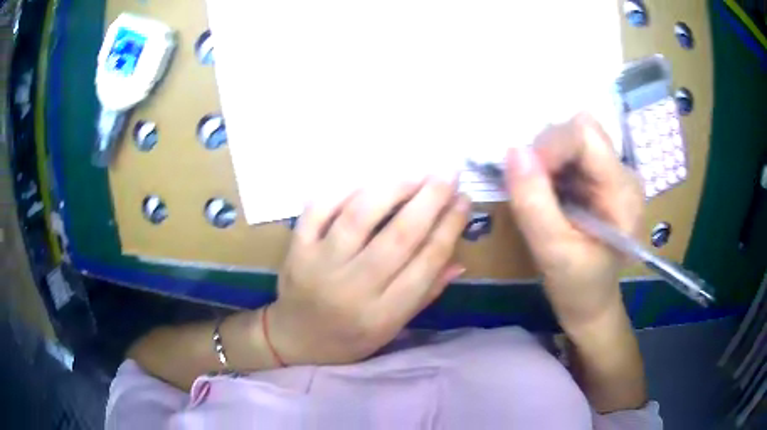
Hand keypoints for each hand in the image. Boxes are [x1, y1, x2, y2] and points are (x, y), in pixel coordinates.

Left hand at [268, 177, 469, 365]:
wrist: (296, 338)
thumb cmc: (349, 338)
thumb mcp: (393, 328)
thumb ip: (425, 293)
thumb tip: (459, 259)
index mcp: (383, 314)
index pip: (426, 263)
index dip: (450, 227)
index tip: (464, 199)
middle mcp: (353, 288)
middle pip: (399, 236)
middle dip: (430, 199)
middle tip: (448, 174)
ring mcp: (319, 265)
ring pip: (360, 215)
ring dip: (393, 188)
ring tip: (415, 174)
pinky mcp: (297, 249)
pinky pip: (319, 209)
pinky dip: (344, 189)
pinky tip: (368, 180)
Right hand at [505, 113, 643, 329]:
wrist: (591, 303)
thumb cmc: (578, 287)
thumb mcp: (553, 252)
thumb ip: (533, 203)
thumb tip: (513, 151)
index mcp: (623, 192)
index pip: (585, 135)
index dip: (549, 145)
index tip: (524, 175)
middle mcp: (623, 172)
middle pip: (578, 129)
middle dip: (546, 152)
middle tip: (533, 190)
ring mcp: (612, 172)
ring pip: (570, 137)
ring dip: (545, 160)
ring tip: (542, 197)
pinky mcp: (598, 177)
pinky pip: (567, 152)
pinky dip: (548, 166)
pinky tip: (548, 195)